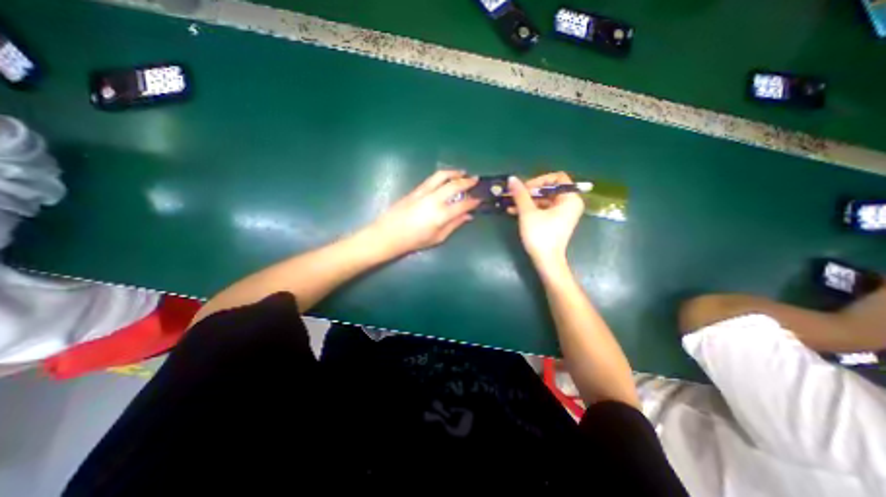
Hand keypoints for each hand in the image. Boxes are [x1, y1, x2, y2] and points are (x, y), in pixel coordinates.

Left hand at [364, 168, 481, 257]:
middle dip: (467, 181)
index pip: (463, 204)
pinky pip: (432, 179)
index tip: (479, 199)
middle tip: (475, 180)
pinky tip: (446, 178)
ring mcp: (423, 192)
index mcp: (441, 215)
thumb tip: (467, 216)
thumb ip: (454, 225)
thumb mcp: (438, 237)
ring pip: (442, 176)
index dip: (474, 201)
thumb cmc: (414, 241)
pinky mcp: (415, 190)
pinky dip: (443, 175)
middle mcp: (434, 200)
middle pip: (454, 185)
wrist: (388, 234)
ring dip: (454, 172)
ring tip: (462, 172)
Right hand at [510, 172, 586, 268]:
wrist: (546, 261)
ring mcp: (563, 213)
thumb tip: (512, 178)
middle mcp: (570, 204)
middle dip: (530, 192)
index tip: (525, 188)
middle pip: (549, 189)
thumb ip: (520, 194)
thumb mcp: (528, 212)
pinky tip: (514, 211)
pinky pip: (543, 209)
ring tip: (510, 204)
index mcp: (570, 198)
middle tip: (515, 196)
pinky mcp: (555, 221)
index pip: (557, 178)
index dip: (539, 180)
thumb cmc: (540, 235)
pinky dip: (530, 209)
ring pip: (543, 200)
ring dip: (526, 201)